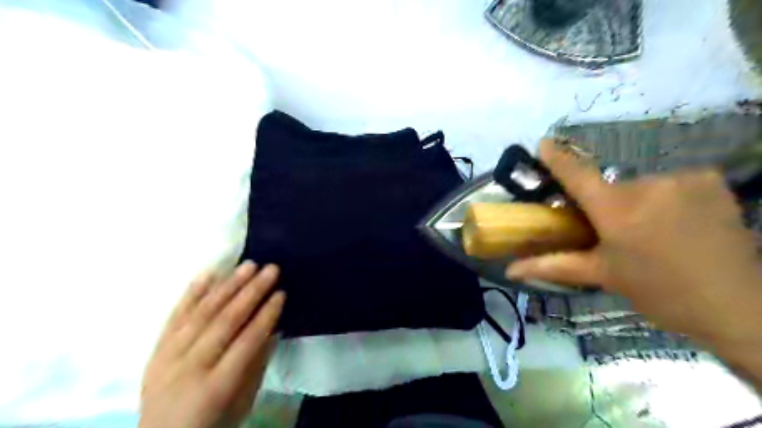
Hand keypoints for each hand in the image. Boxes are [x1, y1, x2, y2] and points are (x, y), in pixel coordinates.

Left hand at [139, 261, 285, 426]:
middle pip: (224, 321)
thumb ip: (257, 365)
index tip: (282, 293)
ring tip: (248, 266)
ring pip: (202, 313)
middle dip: (251, 292)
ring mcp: (168, 357)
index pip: (247, 342)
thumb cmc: (212, 424)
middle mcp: (189, 368)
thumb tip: (273, 329)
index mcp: (215, 387)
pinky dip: (192, 292)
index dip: (266, 316)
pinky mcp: (156, 350)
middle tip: (270, 269)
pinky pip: (175, 316)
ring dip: (228, 286)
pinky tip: (209, 273)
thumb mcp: (243, 403)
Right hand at [505, 140, 761, 350]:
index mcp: (617, 211)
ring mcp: (683, 179)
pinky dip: (664, 198)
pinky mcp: (709, 179)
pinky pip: (669, 183)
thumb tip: (510, 271)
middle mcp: (648, 186)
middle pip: (609, 187)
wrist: (739, 307)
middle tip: (612, 232)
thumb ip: (552, 266)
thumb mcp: (601, 275)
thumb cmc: (659, 292)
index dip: (557, 158)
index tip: (543, 144)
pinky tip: (677, 222)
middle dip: (604, 205)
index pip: (577, 175)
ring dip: (635, 203)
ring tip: (650, 232)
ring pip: (639, 186)